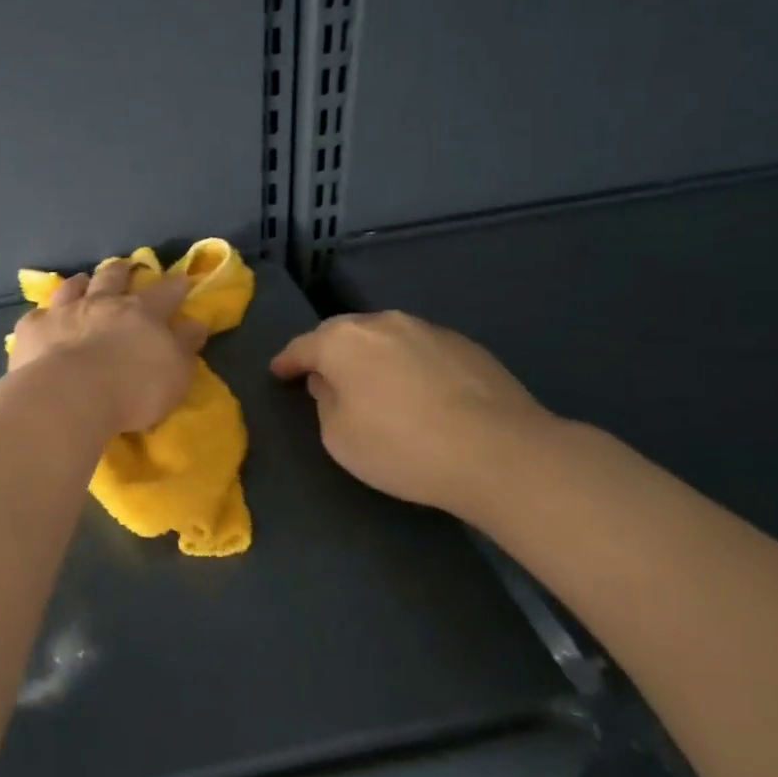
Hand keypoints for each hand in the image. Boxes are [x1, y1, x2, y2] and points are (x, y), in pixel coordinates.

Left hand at [9, 261, 207, 432]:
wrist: (69, 396)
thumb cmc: (132, 389)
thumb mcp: (174, 373)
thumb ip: (184, 346)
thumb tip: (193, 323)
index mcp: (141, 312)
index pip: (165, 292)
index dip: (176, 285)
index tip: (182, 278)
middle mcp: (102, 303)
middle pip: (113, 278)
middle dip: (121, 271)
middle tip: (124, 267)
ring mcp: (64, 312)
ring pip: (73, 287)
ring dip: (80, 282)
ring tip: (82, 280)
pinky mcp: (33, 329)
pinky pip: (37, 315)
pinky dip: (43, 315)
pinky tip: (42, 319)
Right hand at [270, 311, 554, 515]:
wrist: (500, 453)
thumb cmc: (402, 447)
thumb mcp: (339, 437)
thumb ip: (325, 402)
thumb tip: (331, 383)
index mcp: (343, 341)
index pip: (302, 347)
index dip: (286, 362)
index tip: (278, 373)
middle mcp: (382, 323)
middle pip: (343, 334)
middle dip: (328, 352)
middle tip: (322, 376)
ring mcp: (428, 329)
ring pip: (384, 337)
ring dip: (371, 356)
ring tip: (372, 384)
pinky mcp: (465, 345)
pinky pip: (418, 349)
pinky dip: (407, 364)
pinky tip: (417, 392)